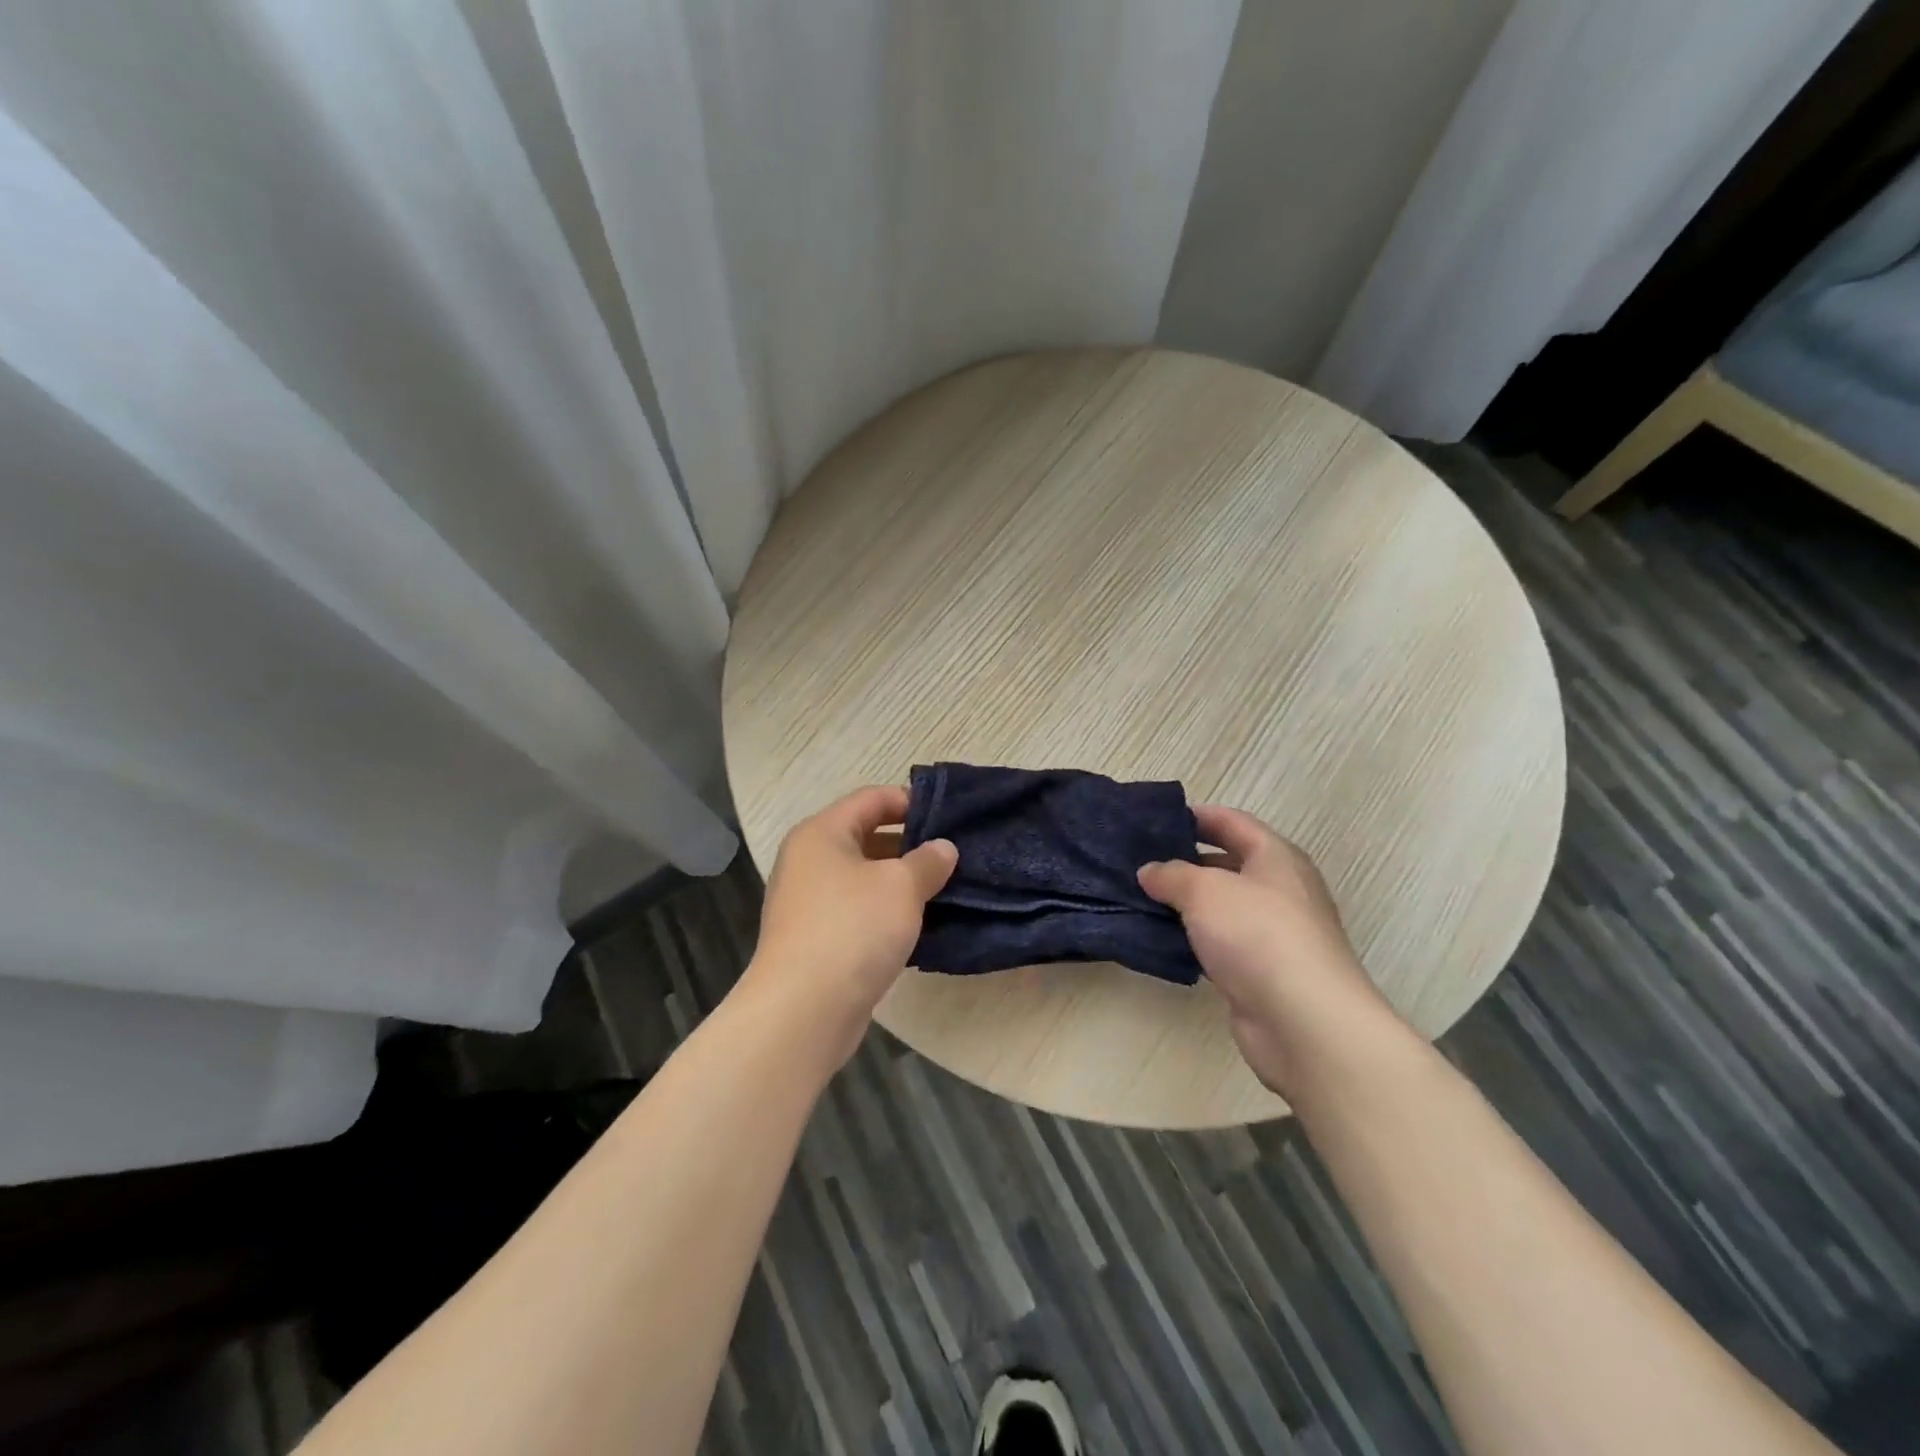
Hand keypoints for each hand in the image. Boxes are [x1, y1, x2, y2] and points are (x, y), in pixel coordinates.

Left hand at [745, 786, 956, 1051]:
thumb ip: (928, 861)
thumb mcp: (901, 886)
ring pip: (864, 878)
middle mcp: (809, 861)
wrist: (803, 1010)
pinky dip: (886, 913)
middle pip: (866, 837)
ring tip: (945, 888)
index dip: (910, 800)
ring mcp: (809, 903)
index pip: (871, 799)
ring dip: (901, 882)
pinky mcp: (816, 940)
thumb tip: (943, 849)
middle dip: (910, 844)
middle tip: (953, 854)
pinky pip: (858, 912)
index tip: (949, 815)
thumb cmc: (852, 929)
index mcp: (822, 833)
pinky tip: (920, 925)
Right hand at [1138, 805, 1394, 1099]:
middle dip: (1184, 861)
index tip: (1155, 820)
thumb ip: (1172, 875)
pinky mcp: (1262, 972)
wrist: (1304, 1021)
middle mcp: (1279, 890)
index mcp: (1276, 858)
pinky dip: (1192, 939)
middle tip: (1138, 861)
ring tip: (1139, 898)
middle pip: (1227, 864)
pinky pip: (1220, 944)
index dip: (1196, 816)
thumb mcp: (1205, 890)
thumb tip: (1150, 871)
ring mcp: (1273, 934)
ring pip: (1221, 907)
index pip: (1233, 822)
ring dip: (1184, 904)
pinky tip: (1159, 940)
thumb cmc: (1258, 935)